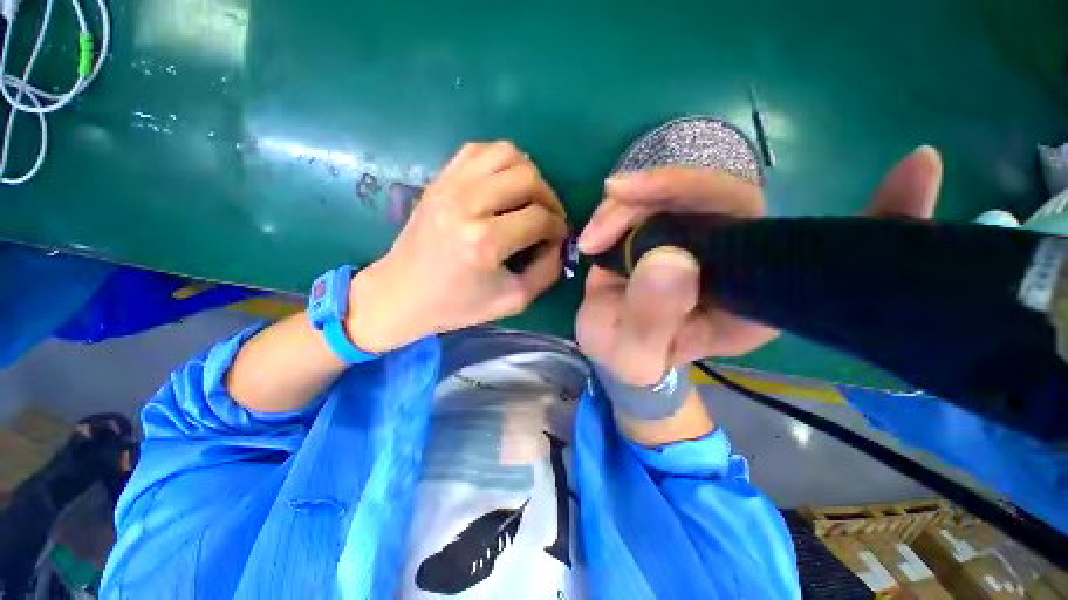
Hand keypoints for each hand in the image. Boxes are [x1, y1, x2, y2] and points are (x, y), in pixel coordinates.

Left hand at [348, 141, 567, 351]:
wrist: (401, 294)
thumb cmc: (457, 305)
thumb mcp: (512, 301)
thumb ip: (546, 272)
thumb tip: (559, 243)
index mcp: (484, 242)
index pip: (539, 218)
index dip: (558, 227)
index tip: (559, 237)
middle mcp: (467, 205)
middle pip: (528, 178)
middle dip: (550, 198)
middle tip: (549, 218)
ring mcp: (449, 186)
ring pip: (506, 154)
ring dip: (529, 174)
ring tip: (530, 198)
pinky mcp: (439, 180)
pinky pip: (479, 150)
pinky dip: (501, 161)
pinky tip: (504, 184)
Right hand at [575, 145, 943, 385]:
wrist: (615, 352)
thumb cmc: (632, 361)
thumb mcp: (635, 353)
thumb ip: (652, 318)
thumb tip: (669, 259)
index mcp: (751, 297)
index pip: (814, 250)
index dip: (876, 218)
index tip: (918, 168)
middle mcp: (735, 260)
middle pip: (725, 198)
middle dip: (666, 190)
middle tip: (616, 197)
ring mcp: (697, 241)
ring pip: (677, 194)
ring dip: (631, 203)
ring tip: (593, 238)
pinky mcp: (665, 233)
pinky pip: (650, 203)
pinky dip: (619, 208)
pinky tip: (596, 231)